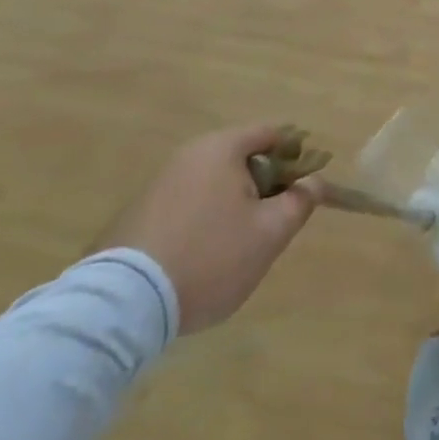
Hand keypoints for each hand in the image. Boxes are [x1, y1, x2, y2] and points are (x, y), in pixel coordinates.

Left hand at [92, 125, 319, 333]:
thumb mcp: (269, 233)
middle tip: (274, 222)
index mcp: (222, 148)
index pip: (271, 133)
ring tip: (239, 246)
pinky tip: (203, 257)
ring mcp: (159, 184)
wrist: (123, 306)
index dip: (296, 155)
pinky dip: (203, 221)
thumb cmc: (210, 257)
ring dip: (233, 205)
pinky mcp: (137, 215)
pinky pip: (187, 205)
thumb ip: (299, 201)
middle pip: (242, 158)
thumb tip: (315, 182)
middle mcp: (189, 155)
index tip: (306, 186)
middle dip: (264, 184)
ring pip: (214, 184)